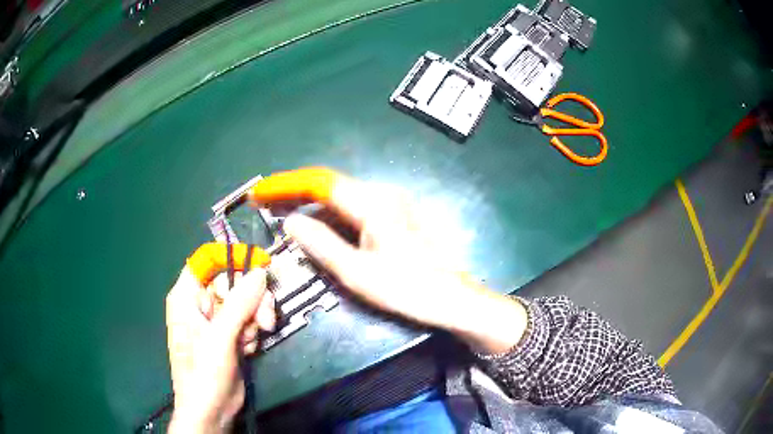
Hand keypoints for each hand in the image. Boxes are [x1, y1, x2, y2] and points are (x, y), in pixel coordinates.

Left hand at [165, 267, 274, 432]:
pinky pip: (248, 320)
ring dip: (254, 318)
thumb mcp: (219, 337)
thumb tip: (260, 272)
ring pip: (244, 302)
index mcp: (187, 297)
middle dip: (251, 299)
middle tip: (264, 319)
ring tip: (253, 339)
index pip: (206, 261)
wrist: (212, 410)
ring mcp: (216, 321)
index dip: (230, 258)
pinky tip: (248, 349)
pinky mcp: (230, 336)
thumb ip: (239, 303)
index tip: (258, 263)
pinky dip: (253, 332)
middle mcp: (201, 305)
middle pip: (231, 282)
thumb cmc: (204, 373)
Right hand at [280, 172, 527, 354]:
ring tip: (284, 221)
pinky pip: (356, 212)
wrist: (452, 298)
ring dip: (313, 210)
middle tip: (266, 208)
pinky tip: (319, 233)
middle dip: (296, 196)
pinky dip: (333, 220)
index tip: (259, 192)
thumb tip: (290, 221)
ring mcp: (392, 204)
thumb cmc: (406, 288)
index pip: (320, 182)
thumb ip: (320, 243)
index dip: (286, 185)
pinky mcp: (396, 217)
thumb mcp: (355, 272)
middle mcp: (382, 193)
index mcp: (372, 202)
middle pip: (330, 188)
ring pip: (342, 201)